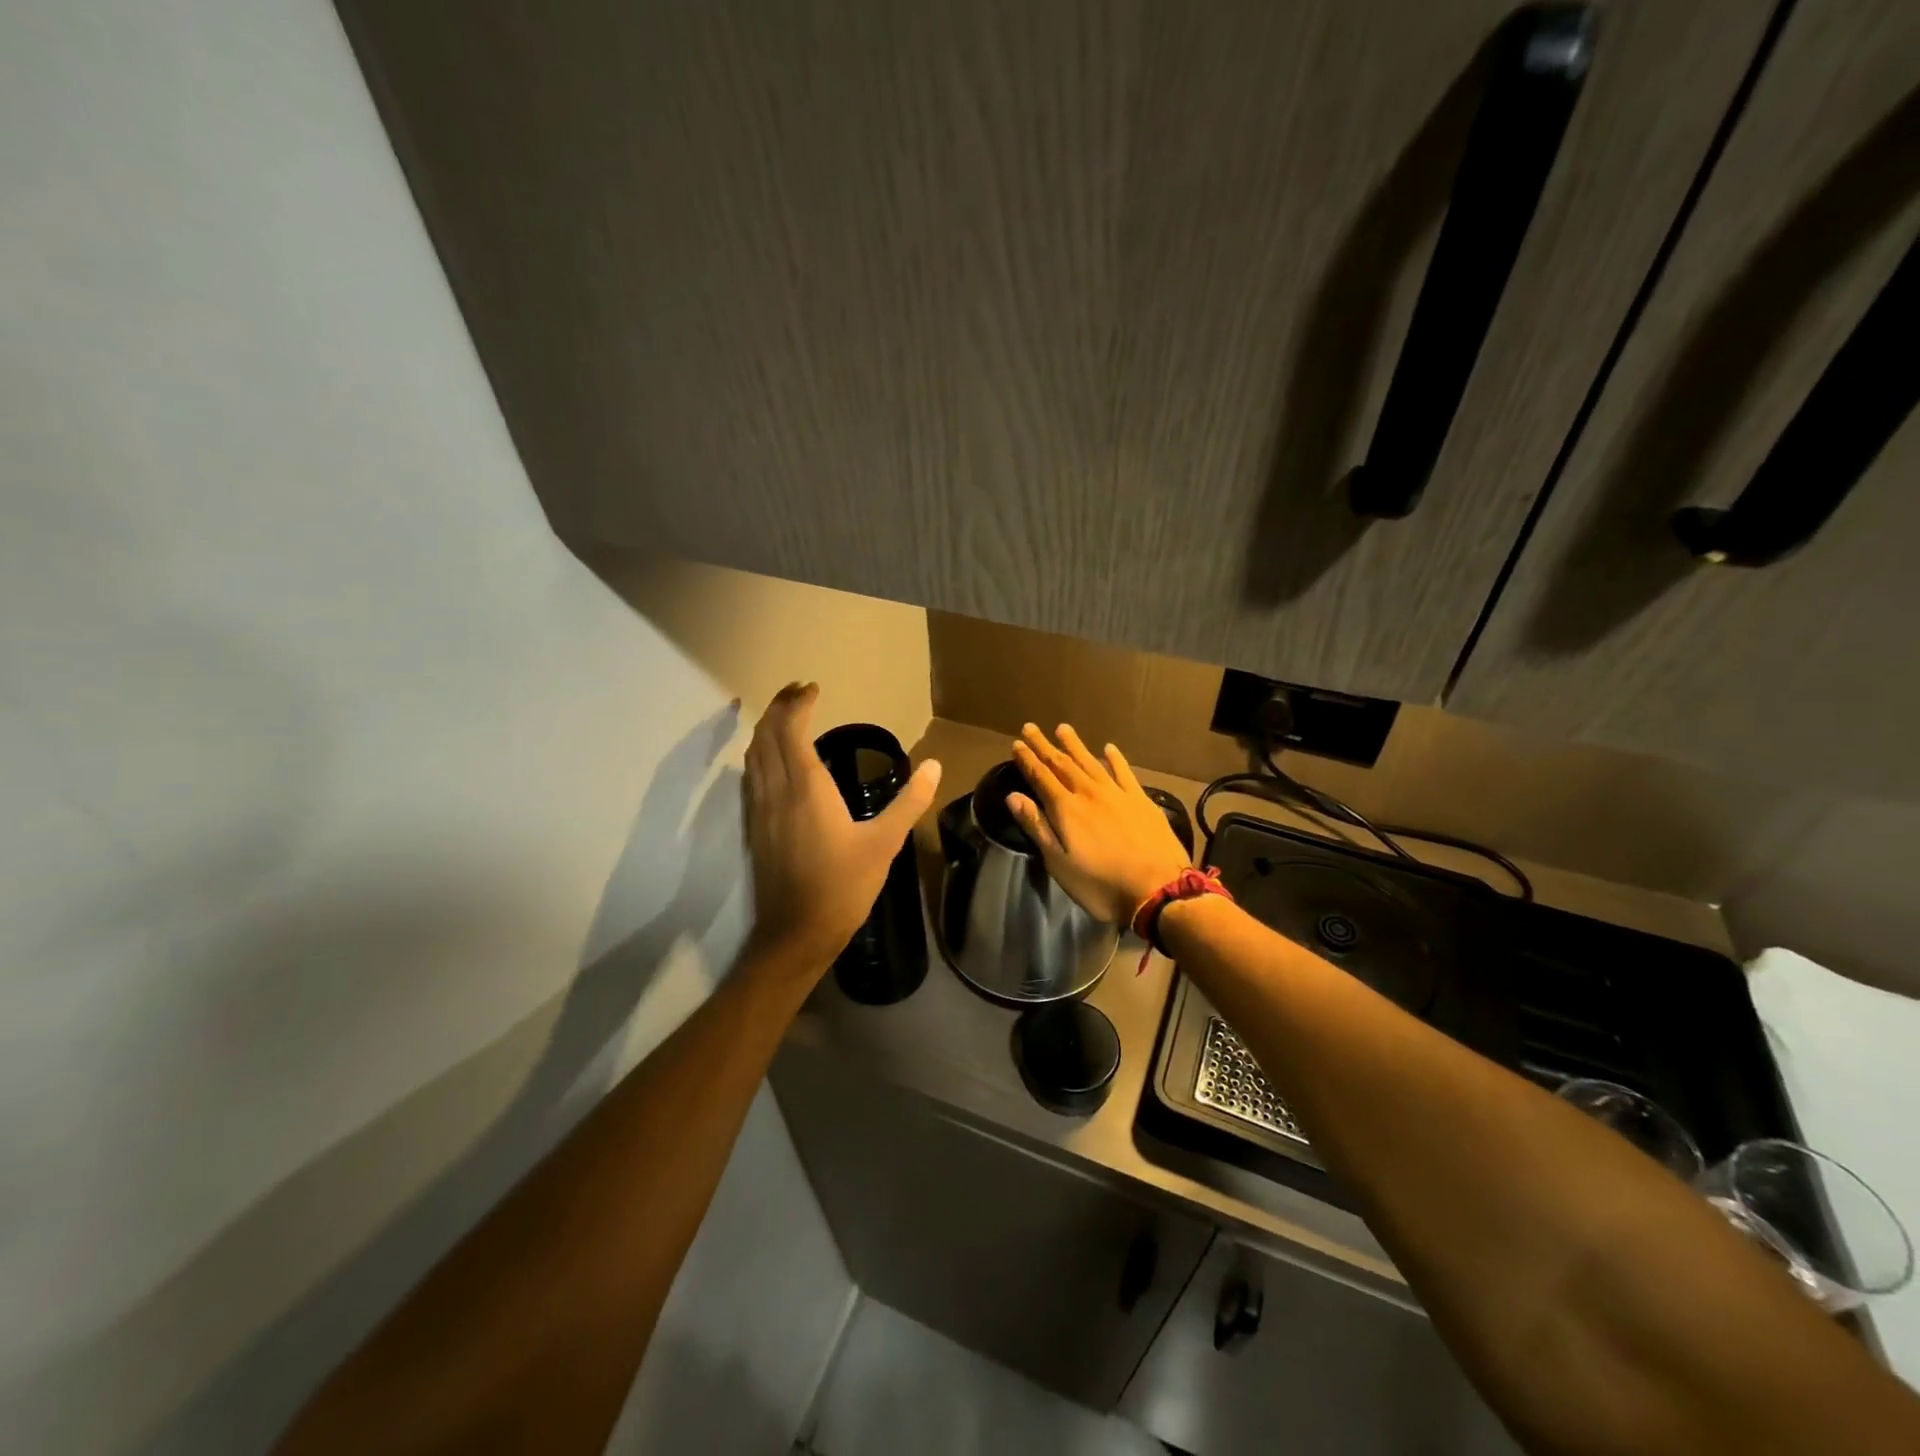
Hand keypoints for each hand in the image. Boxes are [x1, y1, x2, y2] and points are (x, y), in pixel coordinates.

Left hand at [743, 683, 941, 969]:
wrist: (796, 934)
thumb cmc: (843, 887)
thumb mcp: (884, 844)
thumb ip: (910, 802)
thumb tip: (934, 766)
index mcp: (806, 788)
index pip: (792, 730)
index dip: (798, 704)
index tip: (813, 688)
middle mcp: (776, 791)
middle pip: (766, 736)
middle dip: (779, 707)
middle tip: (799, 692)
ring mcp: (759, 810)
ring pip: (753, 755)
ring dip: (767, 729)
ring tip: (786, 718)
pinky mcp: (754, 827)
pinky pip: (751, 776)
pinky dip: (760, 754)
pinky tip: (774, 762)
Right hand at [1007, 724, 1191, 925]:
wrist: (1159, 889)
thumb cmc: (1102, 884)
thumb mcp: (1059, 864)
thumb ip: (1037, 827)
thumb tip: (1013, 796)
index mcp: (1066, 809)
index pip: (1041, 777)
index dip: (1027, 760)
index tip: (1017, 743)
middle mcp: (1089, 793)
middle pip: (1062, 764)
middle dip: (1045, 746)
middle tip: (1031, 727)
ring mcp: (1118, 793)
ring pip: (1091, 762)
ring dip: (1075, 745)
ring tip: (1063, 728)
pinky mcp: (1141, 800)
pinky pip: (1124, 771)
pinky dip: (1114, 759)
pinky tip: (1108, 748)